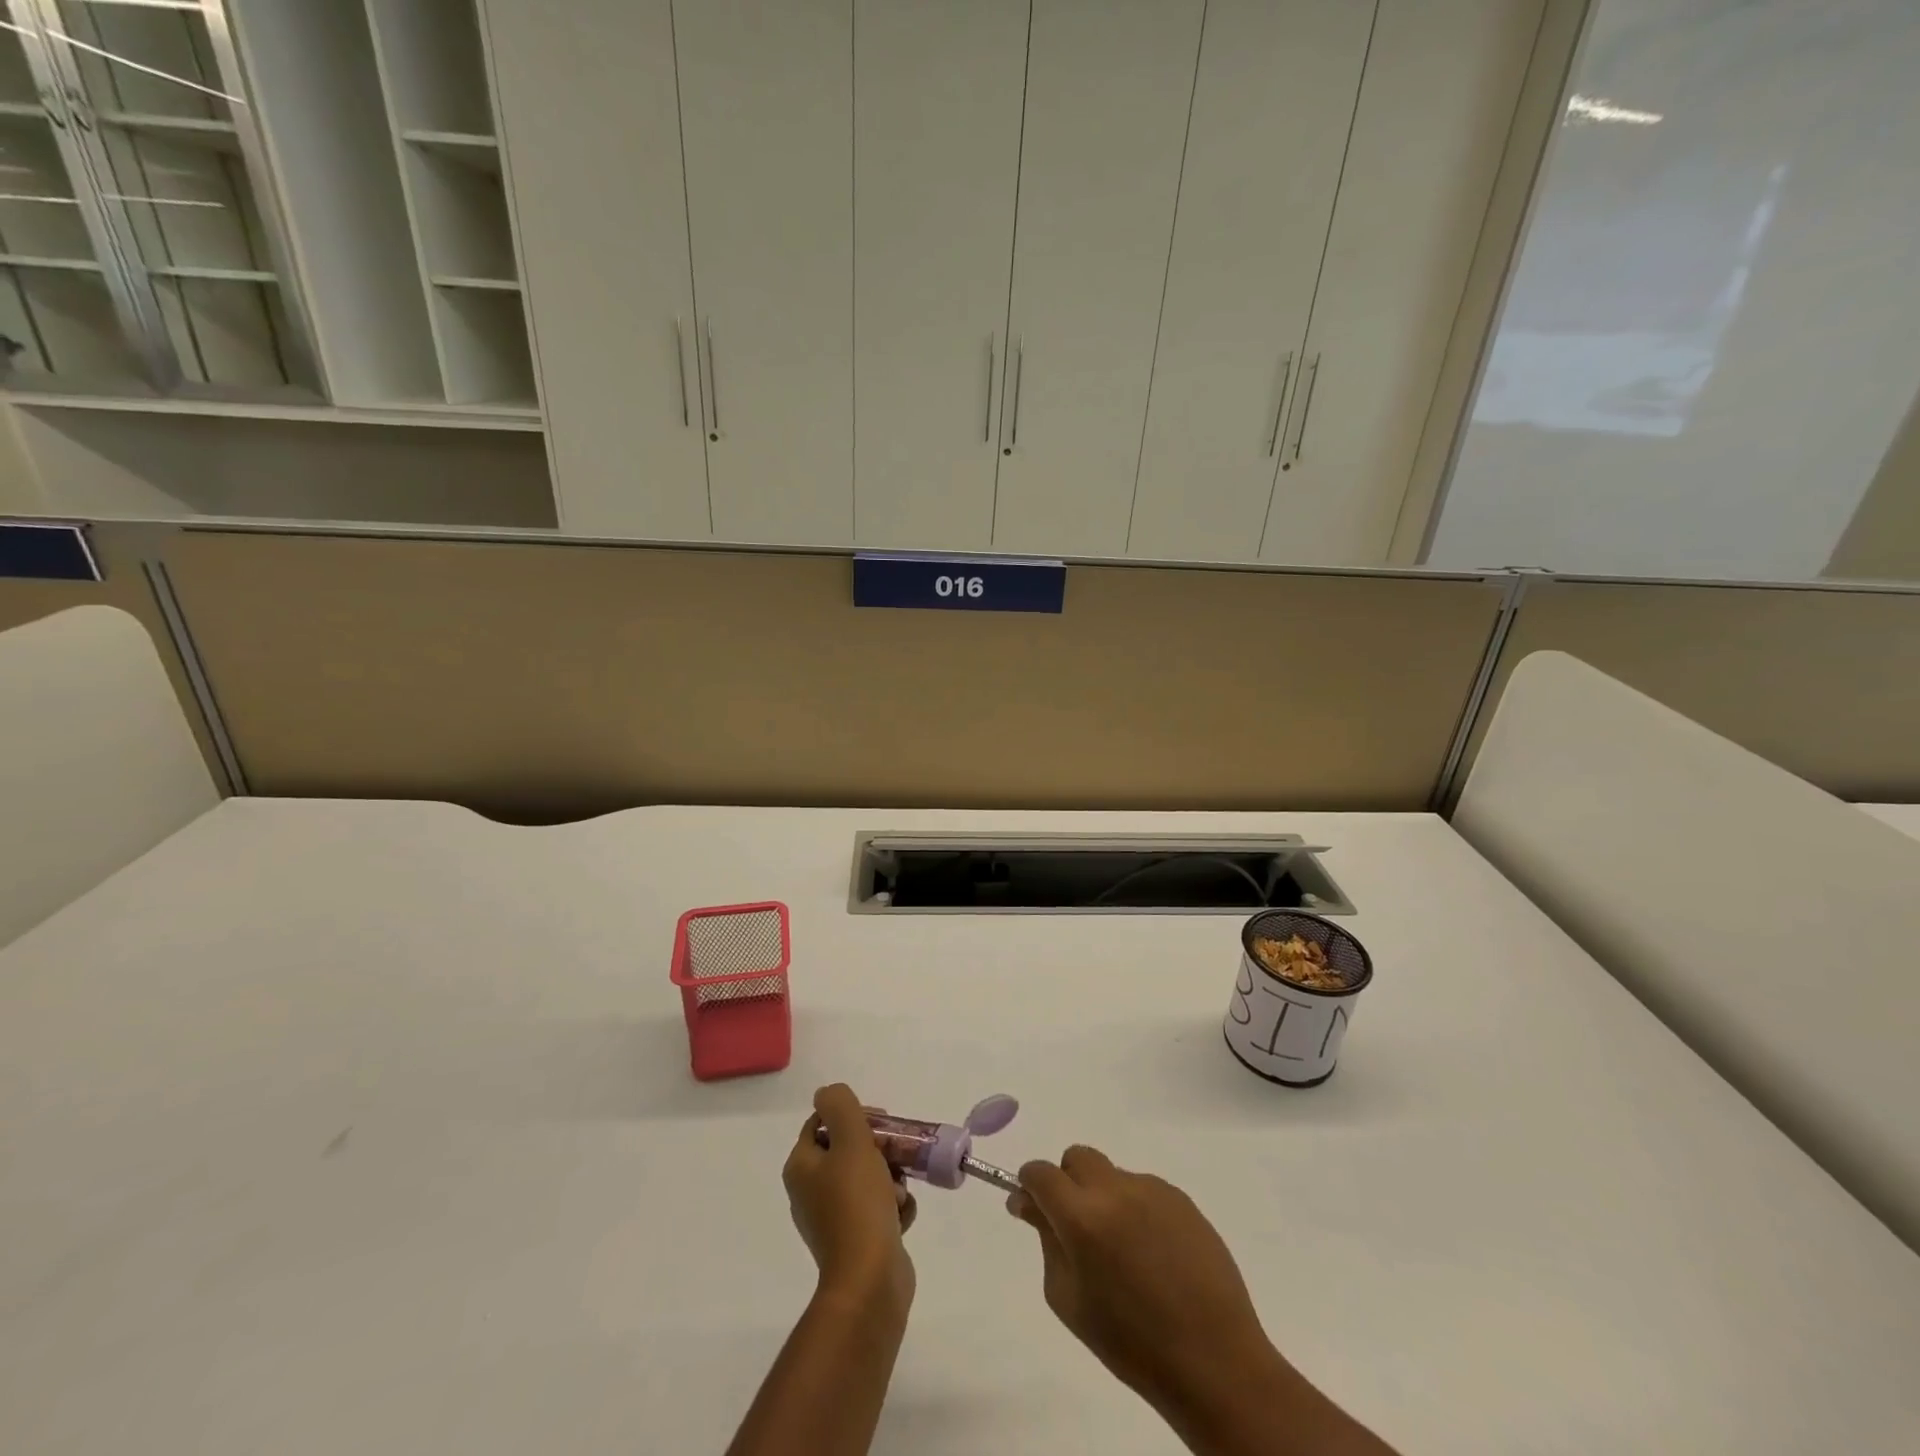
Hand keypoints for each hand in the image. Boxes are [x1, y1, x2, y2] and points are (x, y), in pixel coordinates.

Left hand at [783, 1084, 917, 1312]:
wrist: (870, 1281)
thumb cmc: (858, 1203)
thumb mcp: (851, 1141)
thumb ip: (840, 1106)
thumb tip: (827, 1094)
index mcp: (801, 1167)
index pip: (824, 1122)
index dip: (854, 1115)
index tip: (882, 1122)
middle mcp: (811, 1191)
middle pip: (850, 1149)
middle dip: (880, 1149)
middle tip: (898, 1153)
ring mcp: (833, 1219)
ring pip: (869, 1178)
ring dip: (892, 1179)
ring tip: (899, 1194)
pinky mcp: (856, 1241)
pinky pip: (878, 1208)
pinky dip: (893, 1207)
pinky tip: (901, 1216)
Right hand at [1008, 1146, 1278, 1419]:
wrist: (1213, 1359)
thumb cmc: (1131, 1343)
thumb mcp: (1069, 1301)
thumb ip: (1047, 1242)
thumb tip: (1032, 1206)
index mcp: (1082, 1217)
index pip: (1041, 1173)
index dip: (1029, 1185)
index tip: (1029, 1208)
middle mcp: (1116, 1190)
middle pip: (1077, 1157)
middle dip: (1067, 1182)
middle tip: (1077, 1226)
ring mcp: (1152, 1189)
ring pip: (1113, 1175)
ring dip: (1105, 1199)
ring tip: (1126, 1252)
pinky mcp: (1181, 1198)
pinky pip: (1144, 1191)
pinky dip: (1137, 1210)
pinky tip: (1154, 1254)